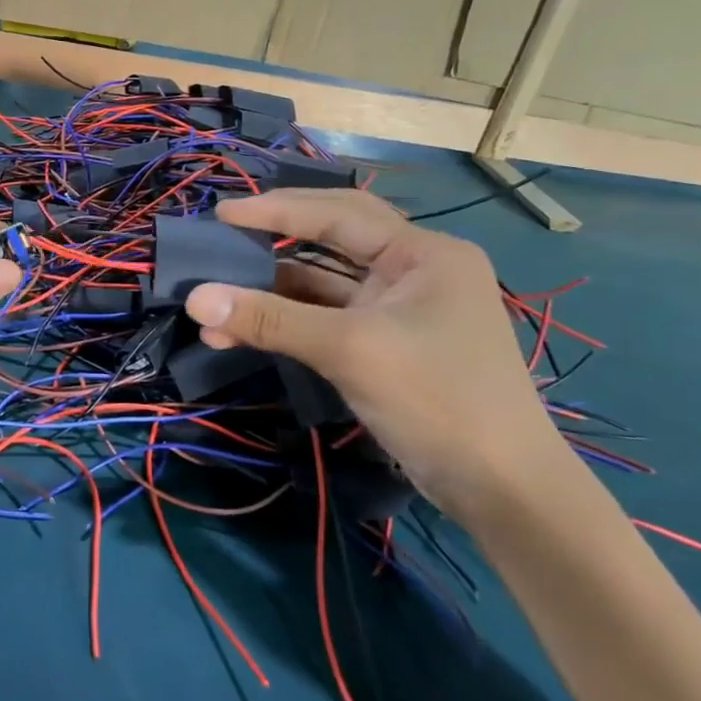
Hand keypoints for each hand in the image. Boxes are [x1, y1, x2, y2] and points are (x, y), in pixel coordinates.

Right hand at [184, 189, 572, 517]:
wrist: (503, 491)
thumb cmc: (438, 399)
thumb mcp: (349, 350)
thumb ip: (271, 319)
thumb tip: (196, 299)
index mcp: (423, 253)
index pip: (338, 212)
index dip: (276, 210)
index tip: (222, 214)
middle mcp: (414, 271)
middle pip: (331, 239)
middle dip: (275, 240)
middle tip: (224, 237)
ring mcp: (400, 310)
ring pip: (323, 285)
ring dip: (272, 293)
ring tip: (216, 303)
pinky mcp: (387, 345)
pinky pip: (327, 319)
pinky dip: (288, 323)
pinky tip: (245, 333)